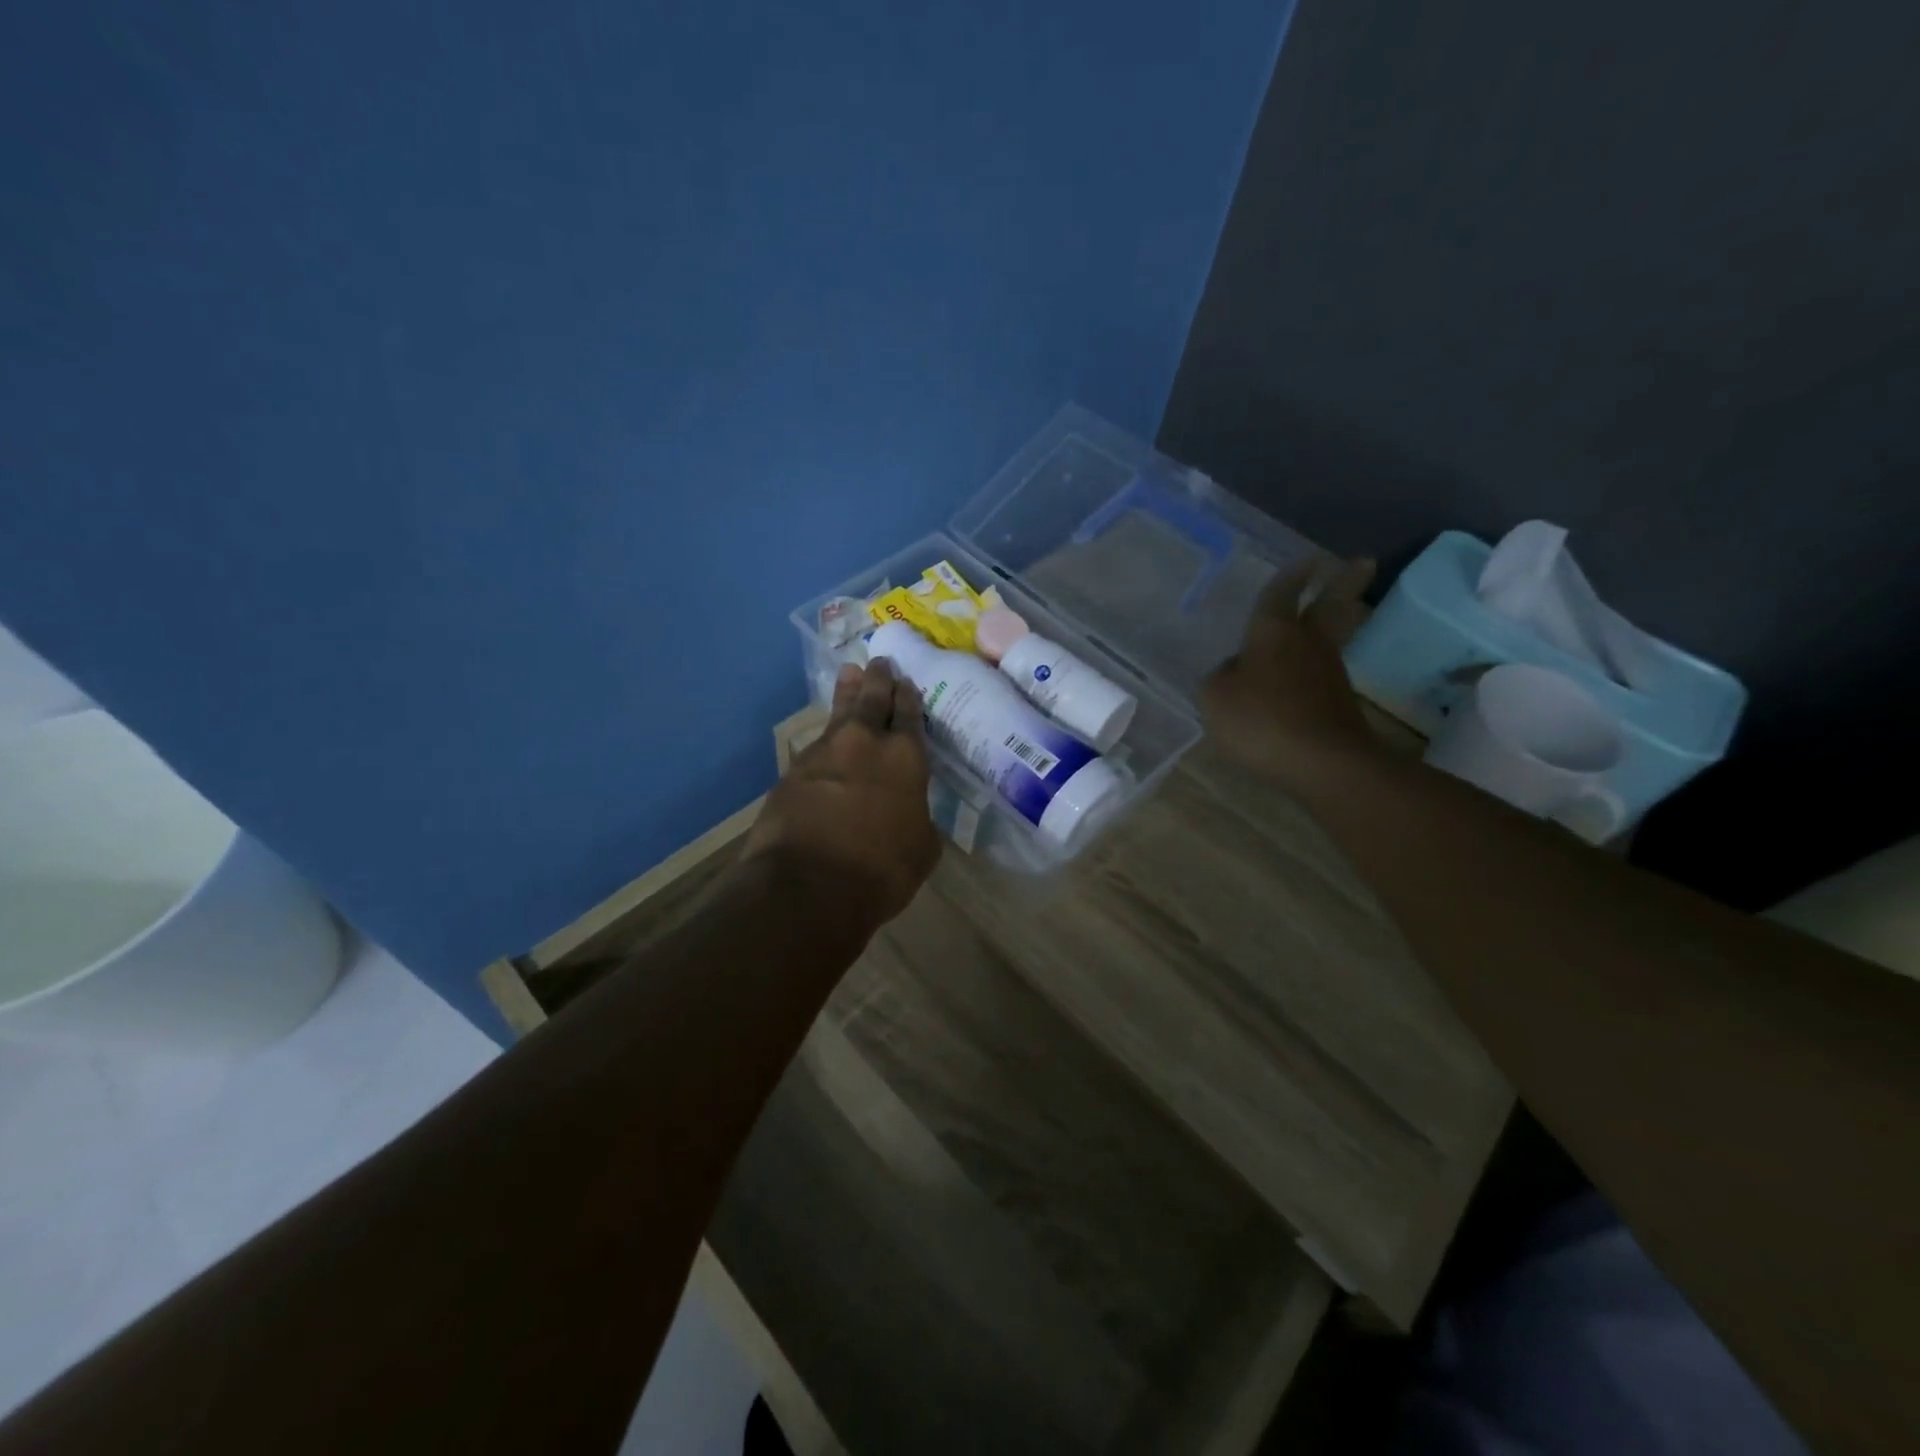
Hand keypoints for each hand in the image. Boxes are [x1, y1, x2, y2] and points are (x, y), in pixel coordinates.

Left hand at [744, 658, 940, 928]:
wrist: (807, 886)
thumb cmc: (880, 871)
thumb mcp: (921, 849)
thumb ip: (918, 818)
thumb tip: (910, 812)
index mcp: (905, 758)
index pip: (909, 715)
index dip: (909, 696)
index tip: (907, 681)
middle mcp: (865, 744)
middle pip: (873, 700)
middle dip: (879, 679)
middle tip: (880, 661)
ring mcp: (824, 753)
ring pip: (840, 713)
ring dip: (848, 693)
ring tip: (851, 673)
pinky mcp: (792, 771)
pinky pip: (816, 745)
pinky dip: (826, 737)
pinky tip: (827, 738)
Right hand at [1201, 556, 1380, 786]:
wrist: (1324, 763)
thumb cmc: (1262, 720)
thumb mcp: (1215, 698)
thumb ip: (1219, 678)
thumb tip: (1234, 669)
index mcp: (1274, 633)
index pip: (1280, 595)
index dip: (1289, 578)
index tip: (1308, 560)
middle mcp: (1308, 644)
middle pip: (1331, 605)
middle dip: (1344, 583)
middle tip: (1363, 562)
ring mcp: (1329, 674)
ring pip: (1332, 639)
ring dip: (1337, 622)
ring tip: (1339, 611)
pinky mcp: (1339, 705)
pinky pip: (1324, 675)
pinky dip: (1319, 667)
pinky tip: (1305, 675)